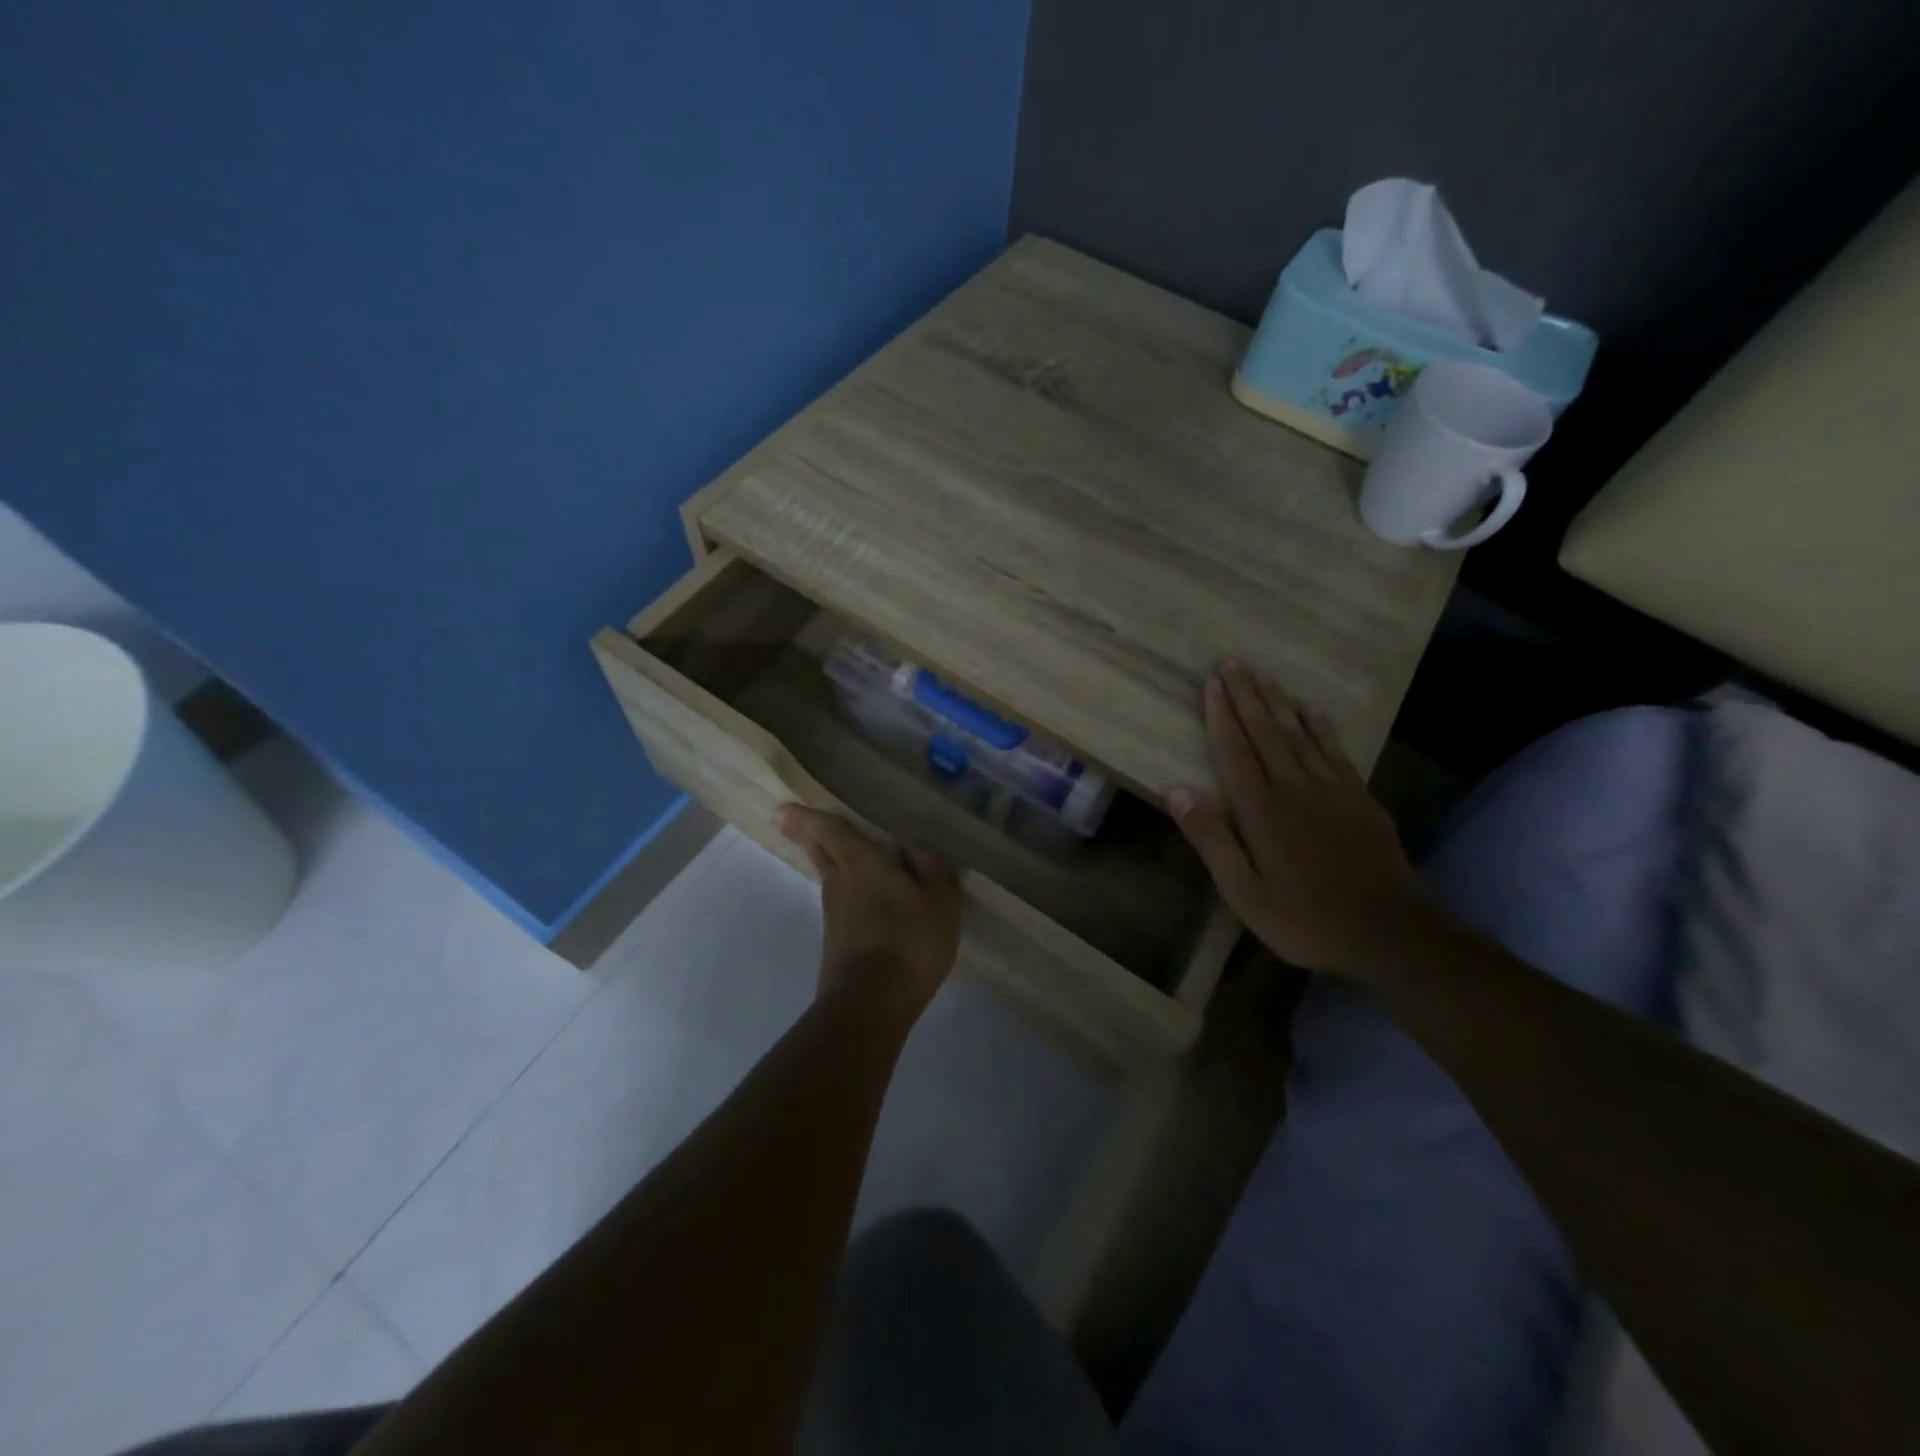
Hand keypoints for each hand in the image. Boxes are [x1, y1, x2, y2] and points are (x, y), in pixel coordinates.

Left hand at [776, 804, 961, 1027]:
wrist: (871, 1005)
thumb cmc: (909, 942)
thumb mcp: (941, 900)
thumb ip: (932, 868)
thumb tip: (913, 850)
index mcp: (861, 863)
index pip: (828, 830)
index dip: (807, 816)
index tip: (782, 809)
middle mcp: (839, 883)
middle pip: (819, 852)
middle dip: (808, 836)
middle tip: (800, 822)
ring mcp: (834, 915)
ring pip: (830, 877)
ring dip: (832, 863)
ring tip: (849, 855)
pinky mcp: (836, 941)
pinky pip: (842, 903)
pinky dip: (850, 893)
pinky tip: (870, 901)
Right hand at [1167, 664, 1434, 977]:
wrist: (1390, 933)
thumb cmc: (1305, 919)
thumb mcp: (1244, 892)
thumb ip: (1211, 839)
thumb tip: (1176, 790)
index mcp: (1262, 811)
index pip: (1235, 752)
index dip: (1221, 716)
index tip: (1212, 683)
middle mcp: (1295, 788)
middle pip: (1266, 732)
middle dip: (1246, 697)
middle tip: (1232, 663)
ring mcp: (1332, 790)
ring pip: (1299, 734)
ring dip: (1278, 702)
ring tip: (1262, 675)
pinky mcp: (1360, 798)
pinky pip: (1335, 750)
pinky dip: (1320, 725)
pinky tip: (1310, 708)